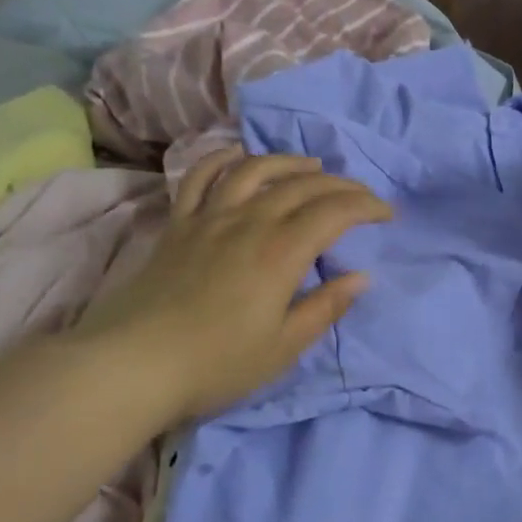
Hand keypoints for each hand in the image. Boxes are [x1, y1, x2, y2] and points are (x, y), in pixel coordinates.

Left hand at [73, 148, 391, 422]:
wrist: (133, 365)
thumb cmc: (218, 363)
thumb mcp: (284, 346)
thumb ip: (325, 307)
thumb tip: (360, 277)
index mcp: (281, 253)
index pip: (334, 212)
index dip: (366, 206)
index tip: (388, 214)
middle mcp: (248, 223)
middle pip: (301, 186)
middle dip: (340, 184)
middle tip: (361, 195)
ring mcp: (208, 219)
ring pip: (254, 171)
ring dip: (289, 162)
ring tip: (311, 167)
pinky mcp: (177, 226)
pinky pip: (200, 178)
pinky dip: (222, 160)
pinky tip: (237, 156)